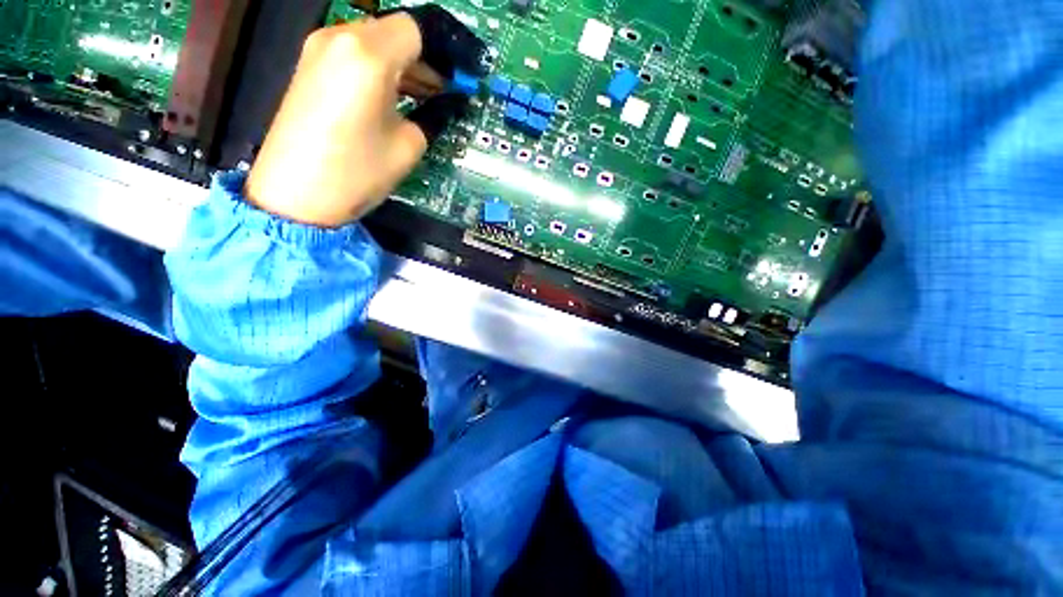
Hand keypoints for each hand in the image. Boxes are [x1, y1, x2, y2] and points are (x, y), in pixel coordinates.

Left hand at [245, 6, 486, 227]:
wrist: (295, 194)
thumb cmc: (357, 172)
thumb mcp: (408, 147)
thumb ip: (429, 117)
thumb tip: (442, 104)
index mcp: (368, 55)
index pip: (415, 30)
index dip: (440, 52)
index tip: (455, 79)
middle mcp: (340, 38)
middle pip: (393, 31)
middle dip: (422, 59)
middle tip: (442, 92)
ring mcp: (319, 50)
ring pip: (373, 42)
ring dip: (401, 65)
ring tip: (421, 98)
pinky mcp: (309, 66)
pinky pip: (354, 55)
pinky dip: (378, 70)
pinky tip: (391, 98)